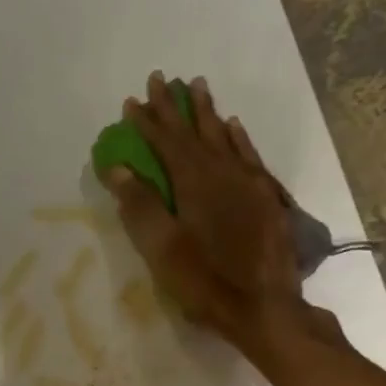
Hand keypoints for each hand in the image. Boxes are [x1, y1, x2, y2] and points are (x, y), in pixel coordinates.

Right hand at [98, 72, 308, 351]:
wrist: (265, 308)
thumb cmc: (205, 282)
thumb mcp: (162, 248)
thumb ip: (140, 205)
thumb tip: (118, 167)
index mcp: (194, 183)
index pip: (166, 142)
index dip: (147, 121)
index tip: (131, 101)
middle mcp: (224, 173)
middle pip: (195, 132)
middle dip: (175, 106)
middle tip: (161, 78)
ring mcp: (249, 184)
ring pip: (225, 137)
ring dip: (207, 113)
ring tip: (196, 86)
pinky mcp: (266, 199)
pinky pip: (249, 156)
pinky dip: (238, 138)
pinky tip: (234, 126)